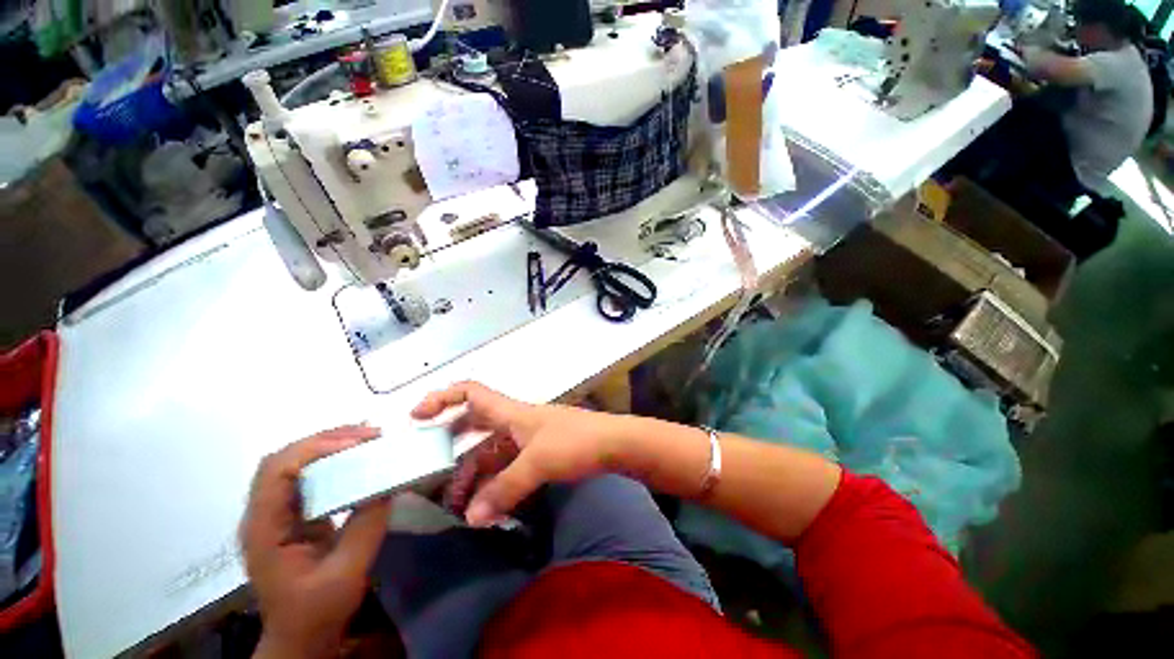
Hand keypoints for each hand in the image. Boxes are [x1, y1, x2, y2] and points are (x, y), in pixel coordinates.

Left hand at [240, 426, 392, 658]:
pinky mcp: (292, 515)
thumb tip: (388, 483)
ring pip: (293, 463)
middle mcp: (263, 514)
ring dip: (330, 445)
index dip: (315, 449)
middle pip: (283, 459)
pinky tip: (357, 458)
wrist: (300, 636)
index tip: (359, 445)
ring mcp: (275, 514)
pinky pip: (307, 476)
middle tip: (370, 435)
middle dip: (326, 440)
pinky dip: (333, 460)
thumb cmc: (317, 611)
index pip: (277, 471)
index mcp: (265, 529)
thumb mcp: (347, 573)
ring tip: (368, 440)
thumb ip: (366, 526)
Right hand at [412, 382, 622, 525]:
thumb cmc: (575, 442)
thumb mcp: (538, 464)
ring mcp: (528, 437)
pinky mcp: (540, 452)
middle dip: (452, 447)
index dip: (442, 397)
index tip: (416, 416)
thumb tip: (471, 519)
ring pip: (491, 450)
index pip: (471, 392)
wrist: (614, 443)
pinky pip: (508, 464)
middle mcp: (516, 421)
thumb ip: (504, 490)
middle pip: (475, 425)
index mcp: (512, 412)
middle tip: (434, 473)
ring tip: (462, 505)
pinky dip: (496, 481)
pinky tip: (490, 504)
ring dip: (475, 474)